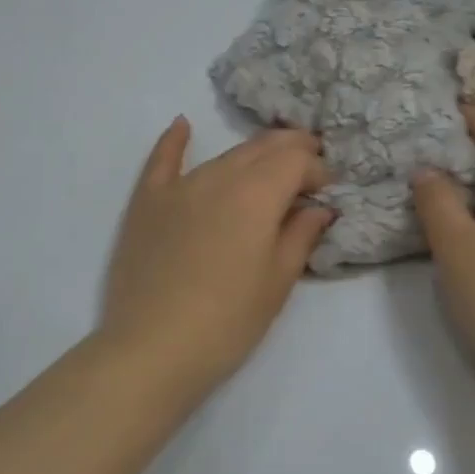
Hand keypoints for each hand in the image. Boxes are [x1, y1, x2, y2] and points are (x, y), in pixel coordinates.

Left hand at [100, 118, 331, 402]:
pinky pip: (162, 161)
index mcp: (256, 195)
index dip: (318, 170)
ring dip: (252, 155)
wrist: (153, 349)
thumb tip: (318, 208)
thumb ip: (300, 236)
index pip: (296, 162)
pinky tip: (182, 124)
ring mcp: (178, 187)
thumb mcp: (277, 283)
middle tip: (309, 165)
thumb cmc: (228, 322)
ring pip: (223, 156)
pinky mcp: (147, 203)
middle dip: (291, 151)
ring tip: (269, 163)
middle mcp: (218, 177)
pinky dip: (175, 141)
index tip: (327, 191)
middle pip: (261, 149)